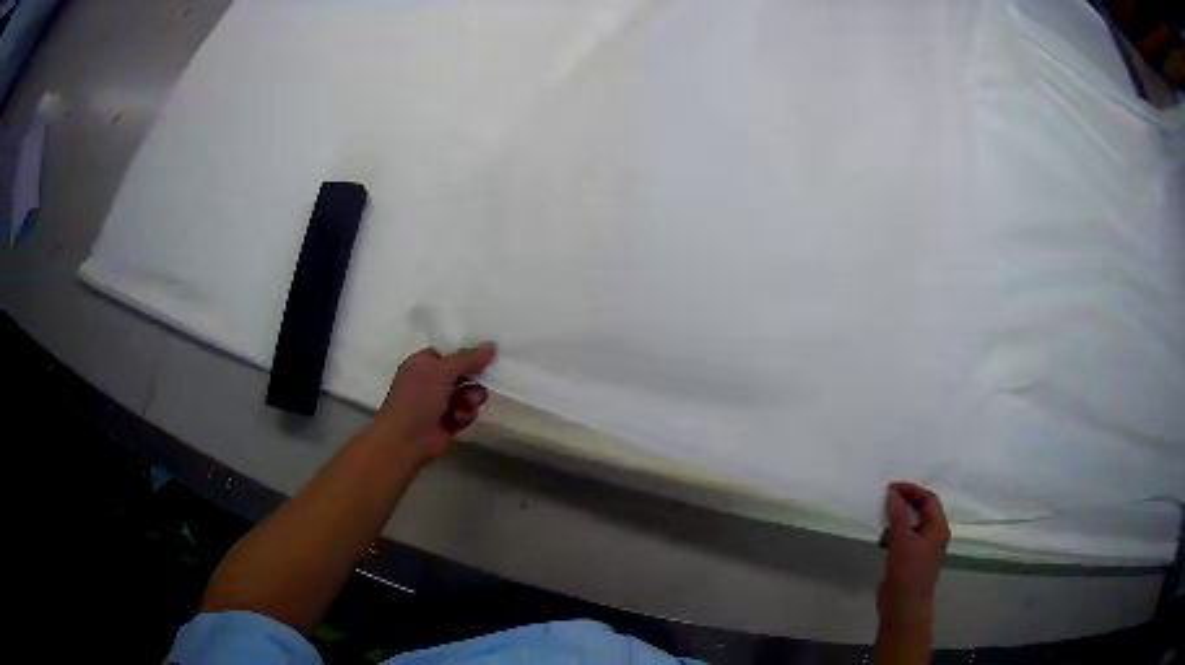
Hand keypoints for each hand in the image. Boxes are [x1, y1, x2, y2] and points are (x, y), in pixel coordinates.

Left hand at [370, 343, 496, 464]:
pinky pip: (468, 411)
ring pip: (470, 392)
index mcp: (424, 363)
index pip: (451, 351)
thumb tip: (492, 345)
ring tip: (467, 404)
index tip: (489, 352)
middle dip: (474, 378)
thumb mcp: (442, 371)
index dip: (469, 352)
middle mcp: (432, 380)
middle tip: (483, 379)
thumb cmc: (418, 398)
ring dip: (472, 397)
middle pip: (464, 372)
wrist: (406, 439)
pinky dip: (466, 414)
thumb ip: (468, 358)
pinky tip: (457, 419)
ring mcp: (441, 402)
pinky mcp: (450, 421)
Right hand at [879, 482, 949, 623]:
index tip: (890, 488)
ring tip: (882, 523)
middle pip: (921, 511)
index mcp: (938, 527)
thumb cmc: (907, 571)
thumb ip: (898, 514)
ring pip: (911, 526)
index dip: (911, 490)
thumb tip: (892, 492)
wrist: (904, 607)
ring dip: (897, 521)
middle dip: (904, 504)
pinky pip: (904, 540)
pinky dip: (894, 536)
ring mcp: (923, 549)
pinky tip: (882, 541)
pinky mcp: (911, 561)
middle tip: (884, 501)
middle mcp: (933, 535)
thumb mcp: (902, 539)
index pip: (928, 498)